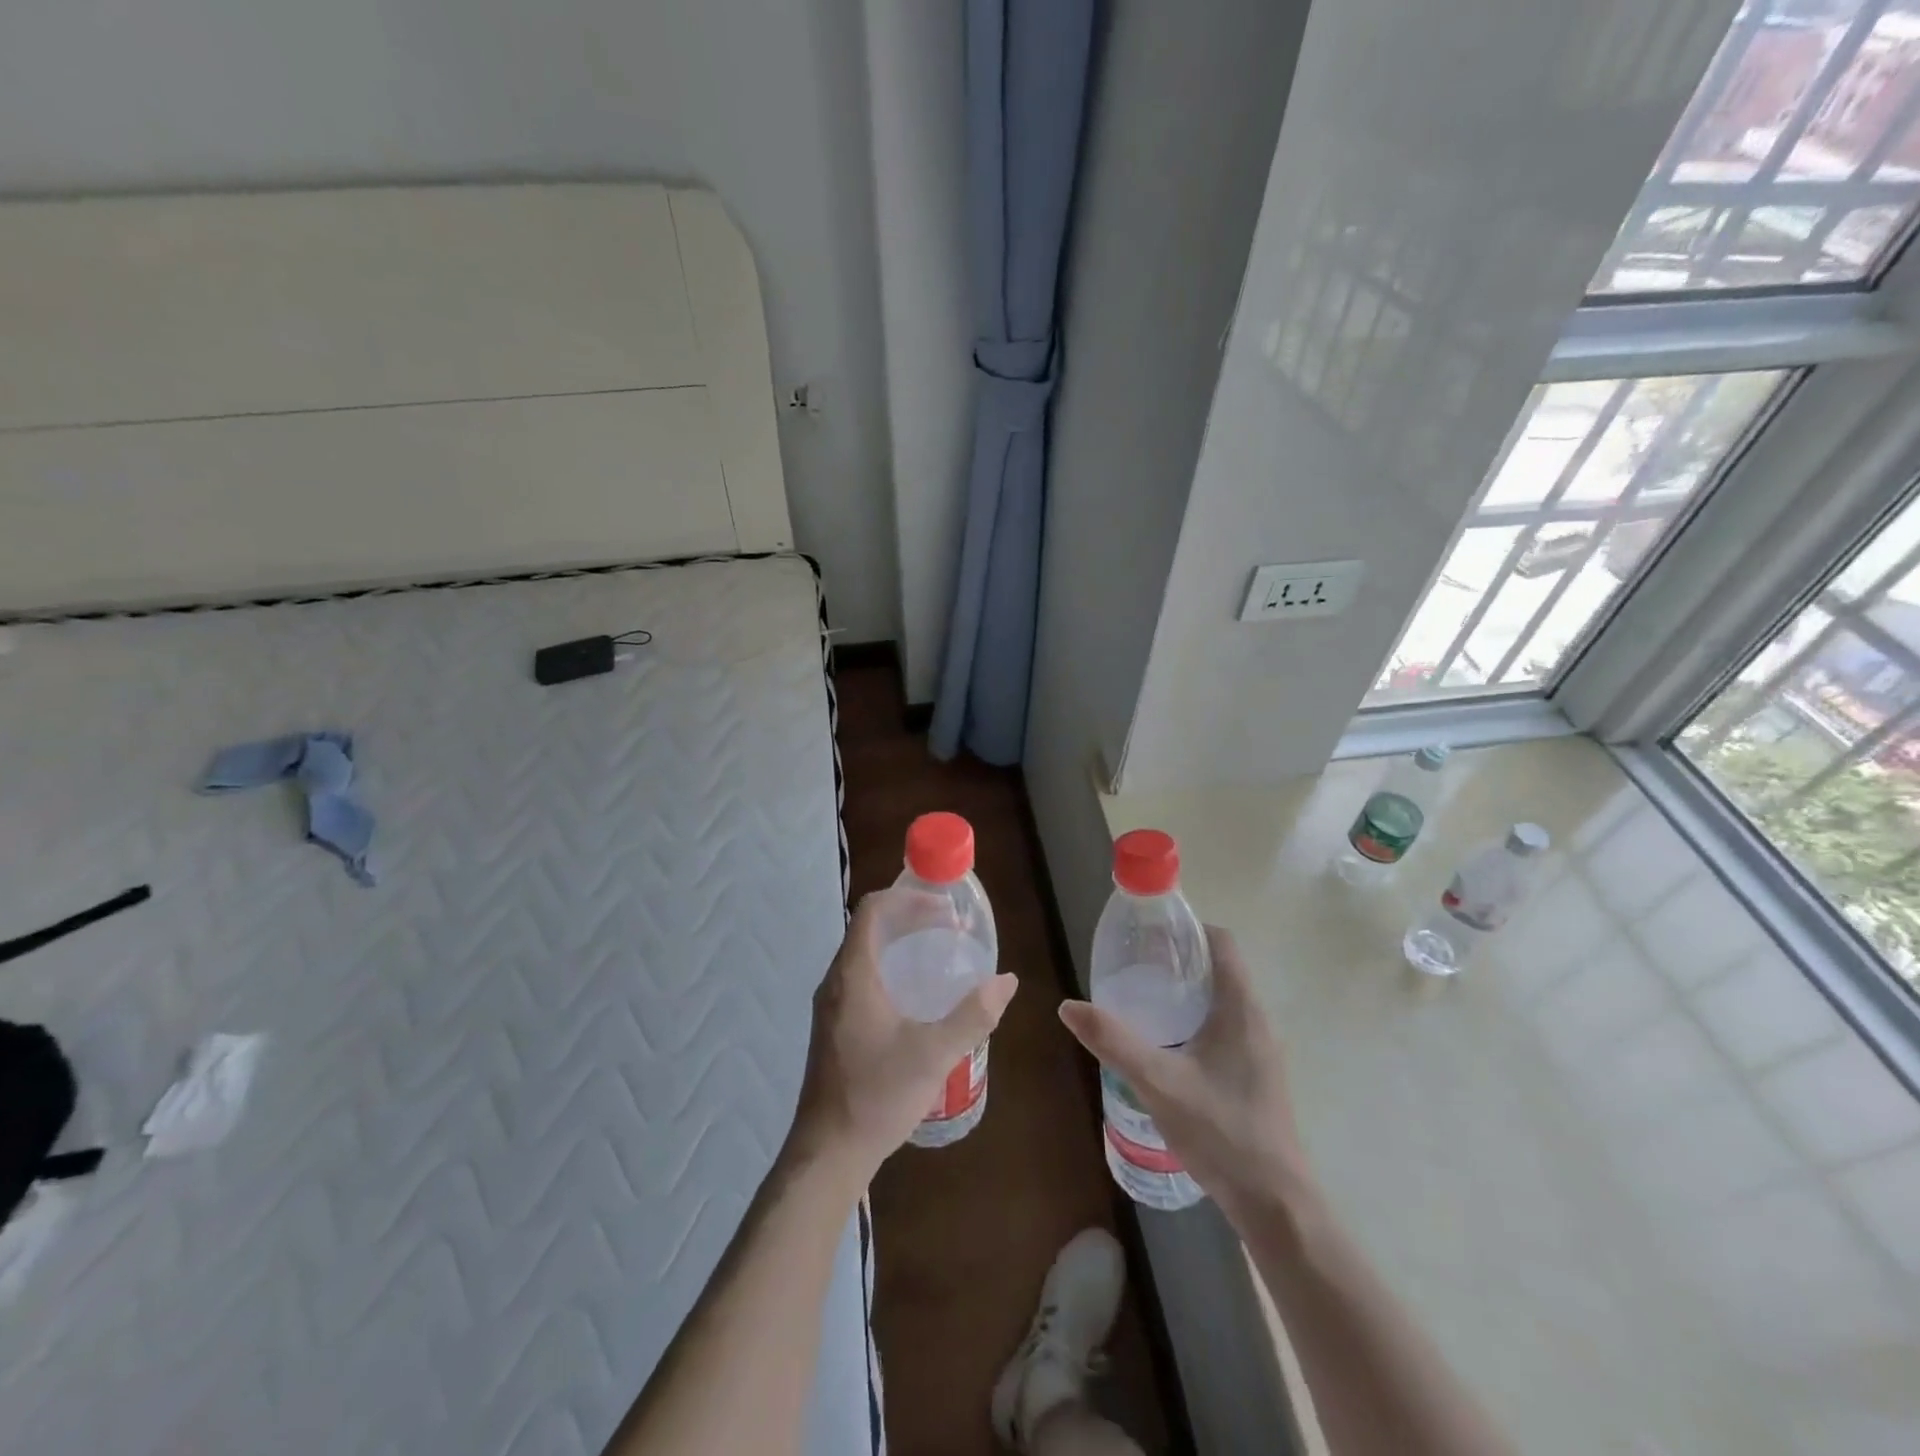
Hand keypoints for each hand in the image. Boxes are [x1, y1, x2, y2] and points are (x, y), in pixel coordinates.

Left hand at [788, 888, 1018, 1184]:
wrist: (828, 1153)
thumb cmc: (877, 1096)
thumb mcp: (934, 1054)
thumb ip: (973, 1015)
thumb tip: (1006, 980)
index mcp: (853, 975)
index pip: (872, 910)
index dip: (908, 898)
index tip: (944, 907)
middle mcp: (836, 981)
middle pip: (870, 927)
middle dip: (909, 917)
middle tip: (950, 927)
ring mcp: (832, 1005)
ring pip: (865, 953)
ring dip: (900, 942)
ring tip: (938, 952)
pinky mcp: (835, 1025)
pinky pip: (862, 976)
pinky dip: (891, 967)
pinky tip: (917, 995)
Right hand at [1058, 926, 1313, 1221]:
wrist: (1275, 1205)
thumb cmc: (1221, 1133)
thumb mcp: (1158, 1083)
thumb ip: (1113, 1042)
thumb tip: (1068, 1006)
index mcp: (1241, 1008)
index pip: (1221, 942)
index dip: (1187, 928)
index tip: (1148, 933)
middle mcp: (1257, 1020)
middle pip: (1219, 967)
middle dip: (1178, 958)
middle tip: (1134, 964)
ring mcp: (1261, 1049)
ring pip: (1222, 998)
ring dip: (1186, 990)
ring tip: (1143, 999)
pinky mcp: (1256, 1074)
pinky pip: (1226, 1026)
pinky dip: (1196, 1018)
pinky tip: (1166, 1044)